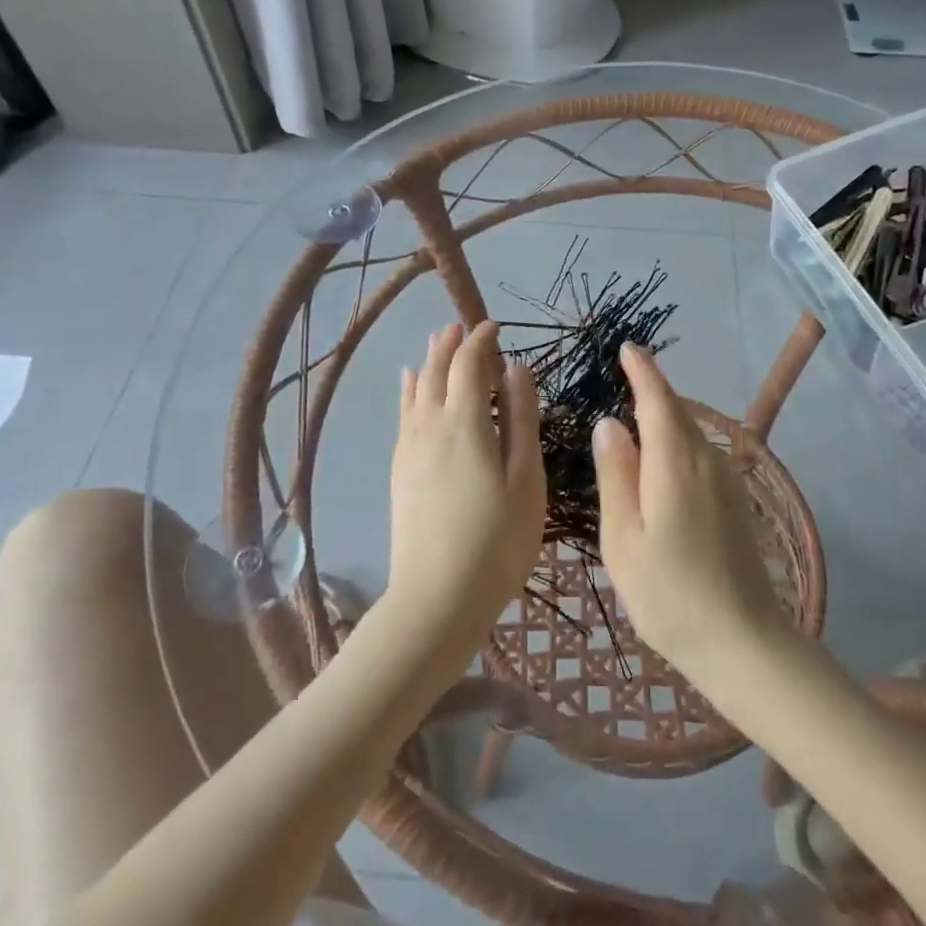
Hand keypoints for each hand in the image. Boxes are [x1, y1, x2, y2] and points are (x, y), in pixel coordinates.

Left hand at [388, 322, 545, 656]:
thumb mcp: (526, 480)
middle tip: (463, 326)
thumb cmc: (496, 541)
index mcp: (465, 424)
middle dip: (450, 344)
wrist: (436, 599)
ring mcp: (409, 448)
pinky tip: (409, 384)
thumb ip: (522, 420)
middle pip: (436, 371)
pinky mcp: (400, 469)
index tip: (494, 327)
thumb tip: (516, 369)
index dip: (481, 341)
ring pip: (415, 389)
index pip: (469, 365)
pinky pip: (403, 413)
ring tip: (438, 341)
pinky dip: (408, 389)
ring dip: (428, 361)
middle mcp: (430, 426)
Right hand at [593, 345, 788, 684]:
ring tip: (632, 428)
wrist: (743, 643)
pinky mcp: (735, 502)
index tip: (628, 348)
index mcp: (675, 462)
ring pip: (689, 436)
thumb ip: (616, 475)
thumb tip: (610, 424)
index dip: (642, 370)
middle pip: (676, 413)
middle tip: (619, 384)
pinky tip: (658, 470)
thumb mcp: (623, 538)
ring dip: (663, 423)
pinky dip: (676, 447)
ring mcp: (726, 481)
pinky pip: (699, 457)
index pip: (657, 399)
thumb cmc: (669, 594)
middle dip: (650, 393)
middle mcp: (706, 460)